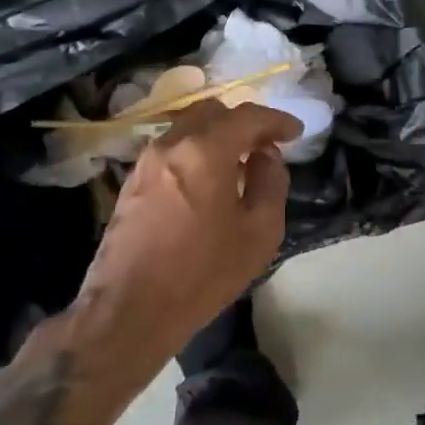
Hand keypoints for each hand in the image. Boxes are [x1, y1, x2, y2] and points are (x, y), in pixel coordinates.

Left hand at [38, 101, 301, 385]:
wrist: (129, 311)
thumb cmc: (202, 273)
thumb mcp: (259, 232)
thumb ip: (270, 182)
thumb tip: (265, 156)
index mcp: (206, 150)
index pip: (248, 117)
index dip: (276, 120)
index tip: (296, 132)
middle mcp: (172, 144)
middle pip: (213, 112)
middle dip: (244, 123)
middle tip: (266, 145)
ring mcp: (146, 161)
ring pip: (188, 128)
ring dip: (218, 136)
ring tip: (239, 164)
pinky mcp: (132, 182)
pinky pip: (172, 149)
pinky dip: (196, 151)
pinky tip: (208, 181)